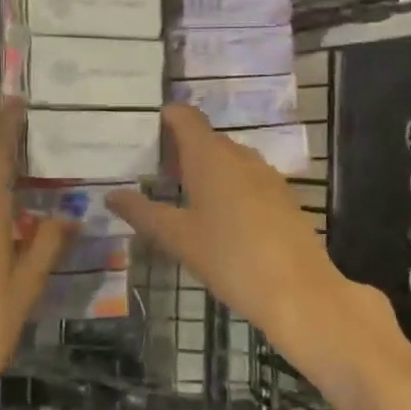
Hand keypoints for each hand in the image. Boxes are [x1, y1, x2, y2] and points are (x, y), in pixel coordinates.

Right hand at [107, 104, 367, 354]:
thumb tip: (111, 195)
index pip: (185, 117)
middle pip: (205, 138)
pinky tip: (218, 220)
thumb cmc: (229, 257)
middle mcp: (240, 156)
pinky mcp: (283, 198)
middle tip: (154, 175)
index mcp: (210, 156)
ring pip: (228, 160)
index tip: (145, 134)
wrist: (299, 292)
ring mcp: (267, 176)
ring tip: (182, 199)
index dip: (165, 118)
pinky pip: (247, 180)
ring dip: (204, 170)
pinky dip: (227, 187)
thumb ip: (141, 212)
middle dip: (180, 150)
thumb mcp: (177, 237)